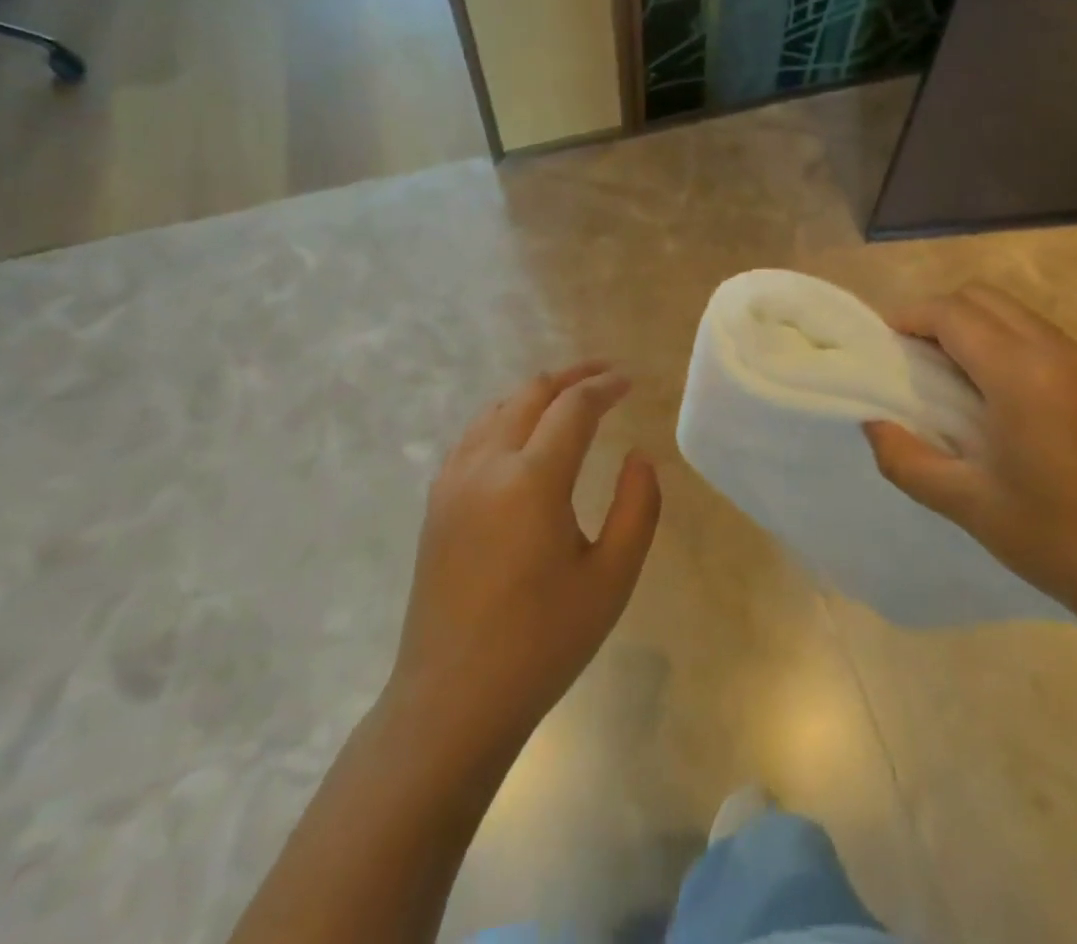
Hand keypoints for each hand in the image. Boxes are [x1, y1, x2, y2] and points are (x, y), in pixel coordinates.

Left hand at [389, 363, 661, 756]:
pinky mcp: (437, 501)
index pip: (573, 407)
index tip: (631, 381)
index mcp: (531, 480)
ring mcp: (454, 480)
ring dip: (538, 392)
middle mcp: (486, 465)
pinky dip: (507, 416)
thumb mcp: (611, 579)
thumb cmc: (542, 643)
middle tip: (607, 376)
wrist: (452, 701)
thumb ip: (637, 507)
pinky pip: (475, 434)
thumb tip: (639, 456)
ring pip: (498, 408)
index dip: (605, 386)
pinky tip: (524, 435)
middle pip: (531, 393)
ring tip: (571, 398)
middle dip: (573, 376)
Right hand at [864, 284, 1076, 628]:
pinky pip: (1048, 341)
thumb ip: (903, 457)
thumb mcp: (964, 504)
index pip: (954, 314)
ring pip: (1019, 316)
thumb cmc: (1055, 541)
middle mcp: (1062, 355)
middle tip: (916, 358)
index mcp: (1024, 376)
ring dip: (978, 330)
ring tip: (957, 380)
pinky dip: (1012, 348)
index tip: (885, 344)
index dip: (911, 317)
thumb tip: (874, 422)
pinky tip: (1007, 401)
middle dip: (941, 315)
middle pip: (986, 299)